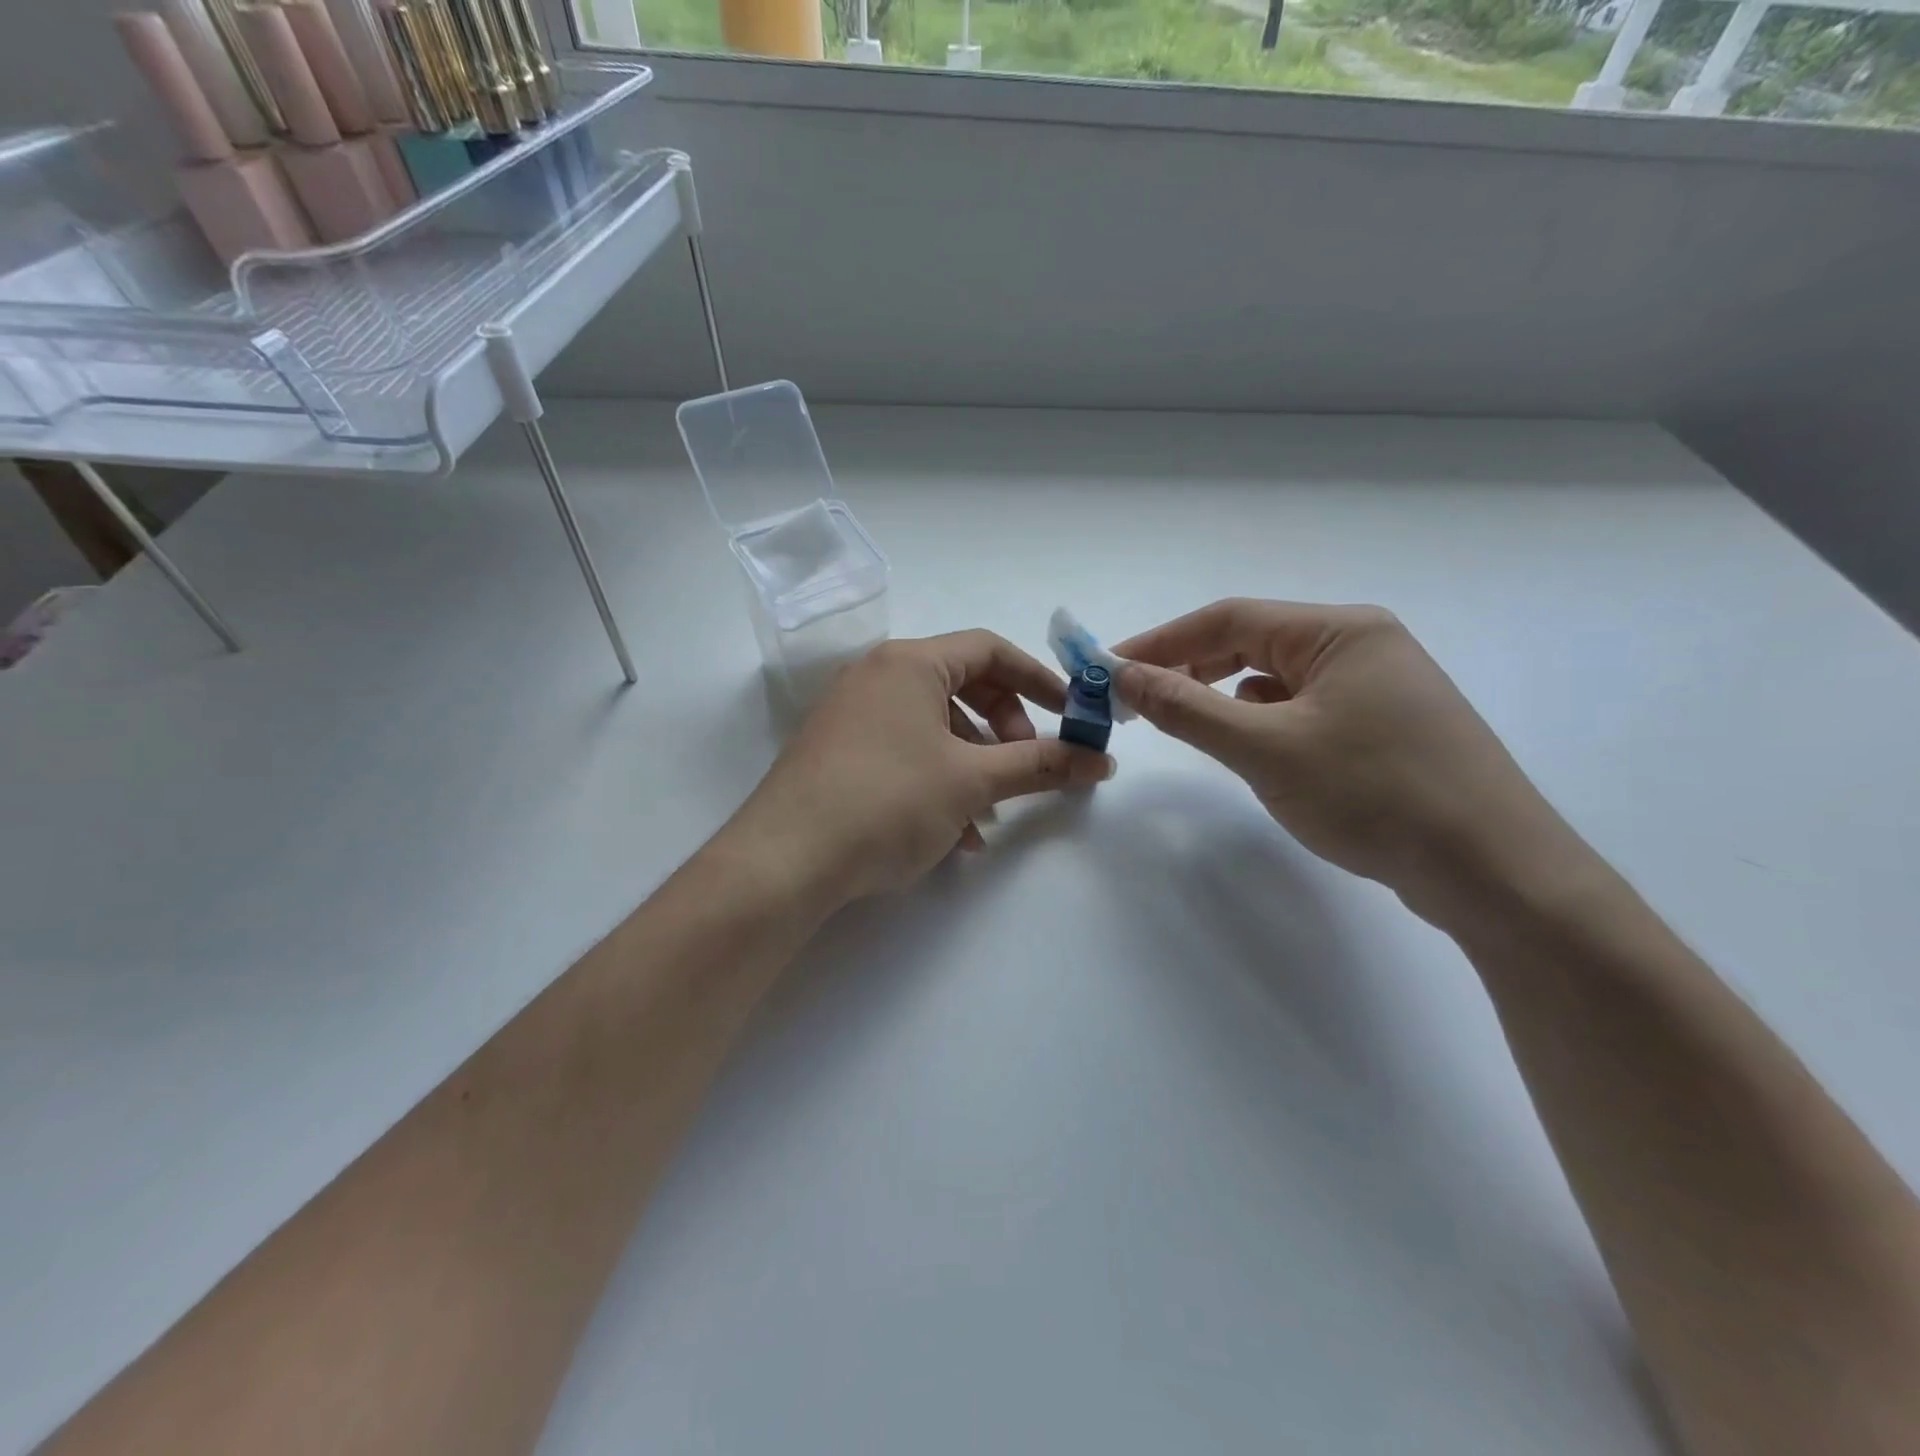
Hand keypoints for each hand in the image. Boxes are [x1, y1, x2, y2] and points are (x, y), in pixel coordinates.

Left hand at [730, 632, 1114, 904]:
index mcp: (909, 663)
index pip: (989, 650)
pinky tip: (953, 833)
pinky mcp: (838, 752)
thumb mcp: (972, 782)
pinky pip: (903, 751)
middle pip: (962, 687)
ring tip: (990, 815)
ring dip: (973, 764)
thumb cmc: (888, 801)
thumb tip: (1101, 760)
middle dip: (1004, 728)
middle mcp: (876, 676)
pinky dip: (937, 780)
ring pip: (933, 727)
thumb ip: (1040, 765)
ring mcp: (851, 714)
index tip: (1070, 715)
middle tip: (1025, 764)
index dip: (1038, 679)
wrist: (785, 860)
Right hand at [1113, 599, 1586, 922]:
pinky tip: (1250, 745)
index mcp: (1339, 631)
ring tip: (1182, 721)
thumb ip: (1188, 708)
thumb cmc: (1375, 795)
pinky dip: (1263, 720)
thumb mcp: (1267, 749)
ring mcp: (1379, 687)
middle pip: (1253, 643)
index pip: (1228, 619)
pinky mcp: (1384, 728)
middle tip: (1135, 701)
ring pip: (1277, 679)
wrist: (1494, 872)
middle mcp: (1361, 645)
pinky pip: (1303, 708)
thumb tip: (1124, 675)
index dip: (1160, 641)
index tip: (1108, 668)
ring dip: (1223, 694)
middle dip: (1189, 668)